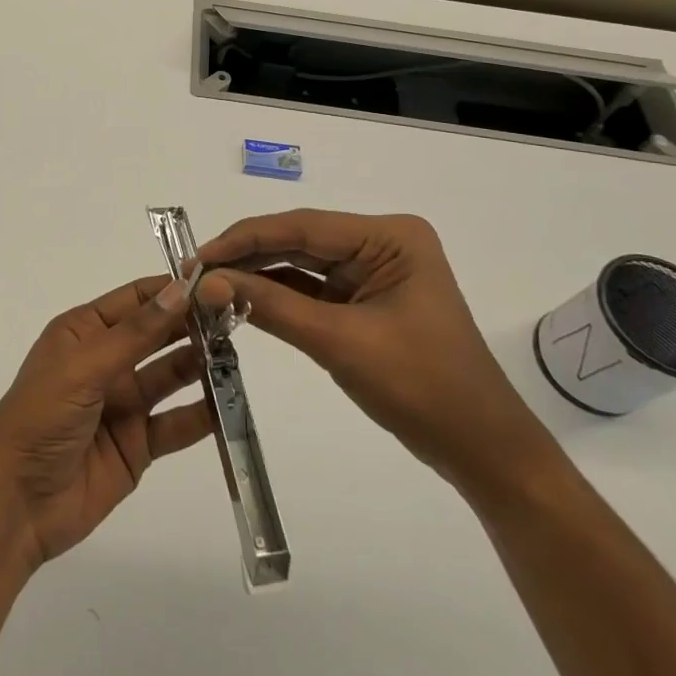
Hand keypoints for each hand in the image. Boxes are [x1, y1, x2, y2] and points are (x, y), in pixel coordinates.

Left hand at [0, 275, 213, 571]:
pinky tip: (230, 404)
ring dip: (201, 365)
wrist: (15, 503)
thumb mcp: (83, 367)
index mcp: (83, 332)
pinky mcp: (137, 445)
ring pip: (171, 377)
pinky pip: (175, 424)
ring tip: (238, 354)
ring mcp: (123, 404)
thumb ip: (135, 333)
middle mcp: (106, 361)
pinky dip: (202, 415)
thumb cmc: (40, 417)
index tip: (216, 283)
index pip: (135, 299)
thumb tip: (179, 290)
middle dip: (193, 325)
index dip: (172, 290)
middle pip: (157, 335)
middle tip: (238, 317)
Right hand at [196, 209, 550, 489]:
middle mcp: (381, 243)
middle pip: (298, 241)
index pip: (301, 226)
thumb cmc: (421, 388)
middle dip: (246, 257)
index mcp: (389, 236)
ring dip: (257, 276)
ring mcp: (373, 271)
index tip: (196, 258)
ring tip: (207, 286)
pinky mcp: (364, 300)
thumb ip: (270, 305)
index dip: (243, 239)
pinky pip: (312, 289)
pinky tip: (240, 300)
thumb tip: (207, 282)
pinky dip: (278, 296)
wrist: (481, 450)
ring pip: (301, 264)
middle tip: (194, 274)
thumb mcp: (338, 342)